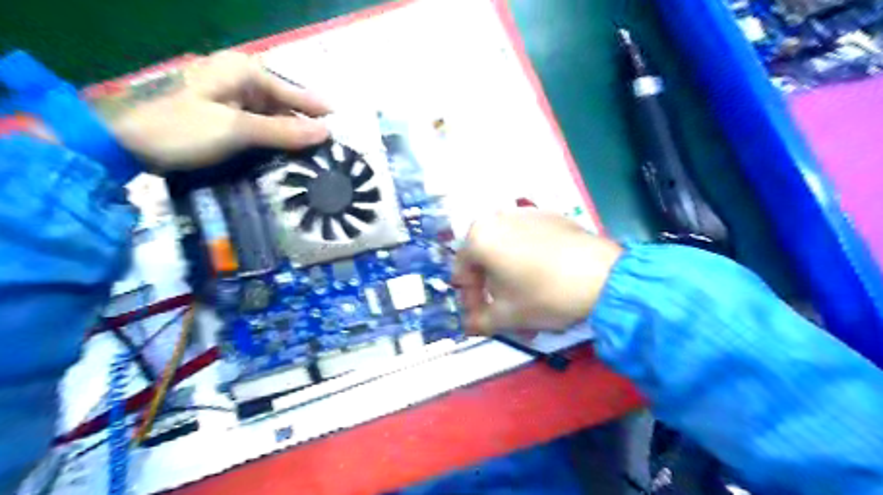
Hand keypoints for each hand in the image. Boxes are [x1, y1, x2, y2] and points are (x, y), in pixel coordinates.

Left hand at [106, 50, 330, 172]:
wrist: (124, 142)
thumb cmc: (181, 129)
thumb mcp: (236, 130)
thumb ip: (283, 131)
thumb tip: (326, 132)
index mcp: (244, 71)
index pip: (295, 92)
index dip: (319, 112)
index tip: (344, 131)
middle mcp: (240, 79)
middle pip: (285, 104)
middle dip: (306, 127)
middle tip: (331, 152)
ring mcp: (231, 97)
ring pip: (274, 117)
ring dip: (290, 137)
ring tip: (315, 159)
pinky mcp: (224, 115)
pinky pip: (259, 126)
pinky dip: (273, 141)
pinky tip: (287, 157)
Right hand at [450, 209, 622, 336]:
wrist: (603, 276)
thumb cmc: (543, 295)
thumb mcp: (506, 316)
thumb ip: (479, 322)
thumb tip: (469, 326)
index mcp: (479, 237)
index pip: (462, 273)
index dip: (469, 301)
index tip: (480, 319)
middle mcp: (497, 218)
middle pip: (486, 260)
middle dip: (492, 291)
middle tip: (503, 313)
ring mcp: (527, 213)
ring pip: (508, 251)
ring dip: (511, 278)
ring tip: (526, 302)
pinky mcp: (551, 216)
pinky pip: (530, 241)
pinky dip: (529, 261)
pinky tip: (545, 280)